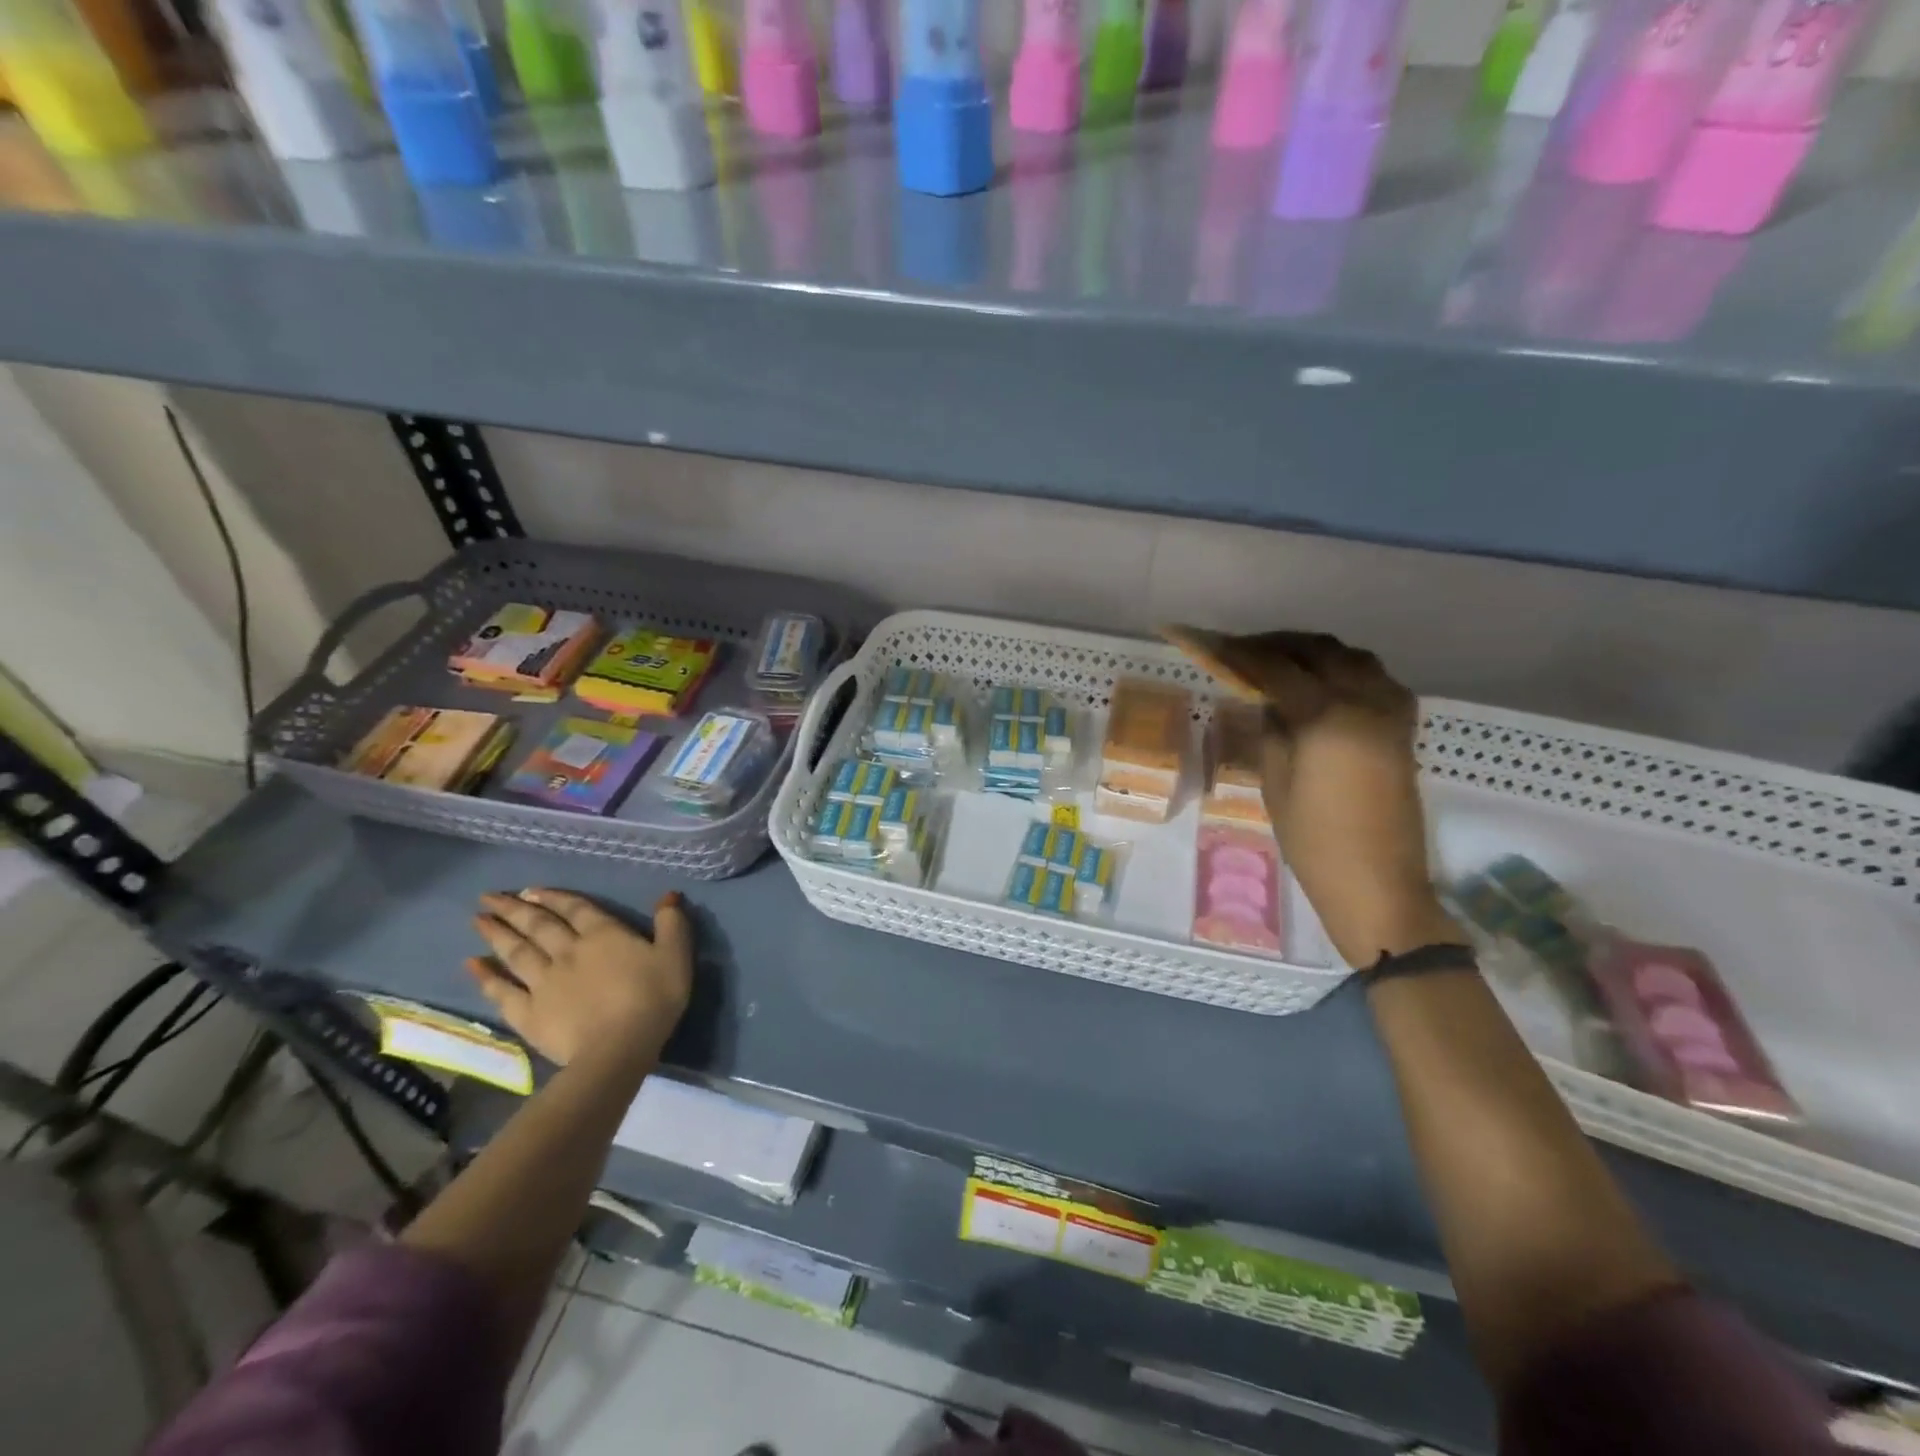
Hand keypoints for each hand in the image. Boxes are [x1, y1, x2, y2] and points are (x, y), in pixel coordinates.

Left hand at [467, 889, 692, 1069]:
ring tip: (477, 920)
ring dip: (496, 934)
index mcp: (603, 935)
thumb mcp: (675, 955)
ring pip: (516, 952)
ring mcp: (544, 982)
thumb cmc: (653, 998)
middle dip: (514, 909)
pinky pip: (501, 991)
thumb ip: (671, 923)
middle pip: (538, 925)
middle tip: (489, 897)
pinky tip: (472, 965)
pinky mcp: (528, 1012)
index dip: (554, 897)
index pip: (575, 908)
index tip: (530, 890)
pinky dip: (486, 977)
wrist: (618, 1048)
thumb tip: (667, 896)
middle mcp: (568, 951)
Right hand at [1166, 628, 1459, 966]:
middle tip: (1244, 651)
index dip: (1242, 653)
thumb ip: (1270, 730)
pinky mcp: (1403, 730)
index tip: (1215, 644)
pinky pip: (1378, 680)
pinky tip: (1326, 685)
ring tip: (1283, 662)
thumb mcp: (1276, 783)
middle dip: (1280, 644)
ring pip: (1354, 658)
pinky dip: (1348, 670)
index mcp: (1327, 717)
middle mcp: (1365, 702)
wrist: (1377, 884)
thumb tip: (1265, 700)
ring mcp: (1391, 714)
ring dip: (1316, 652)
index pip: (1277, 668)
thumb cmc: (1314, 841)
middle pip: (1321, 651)